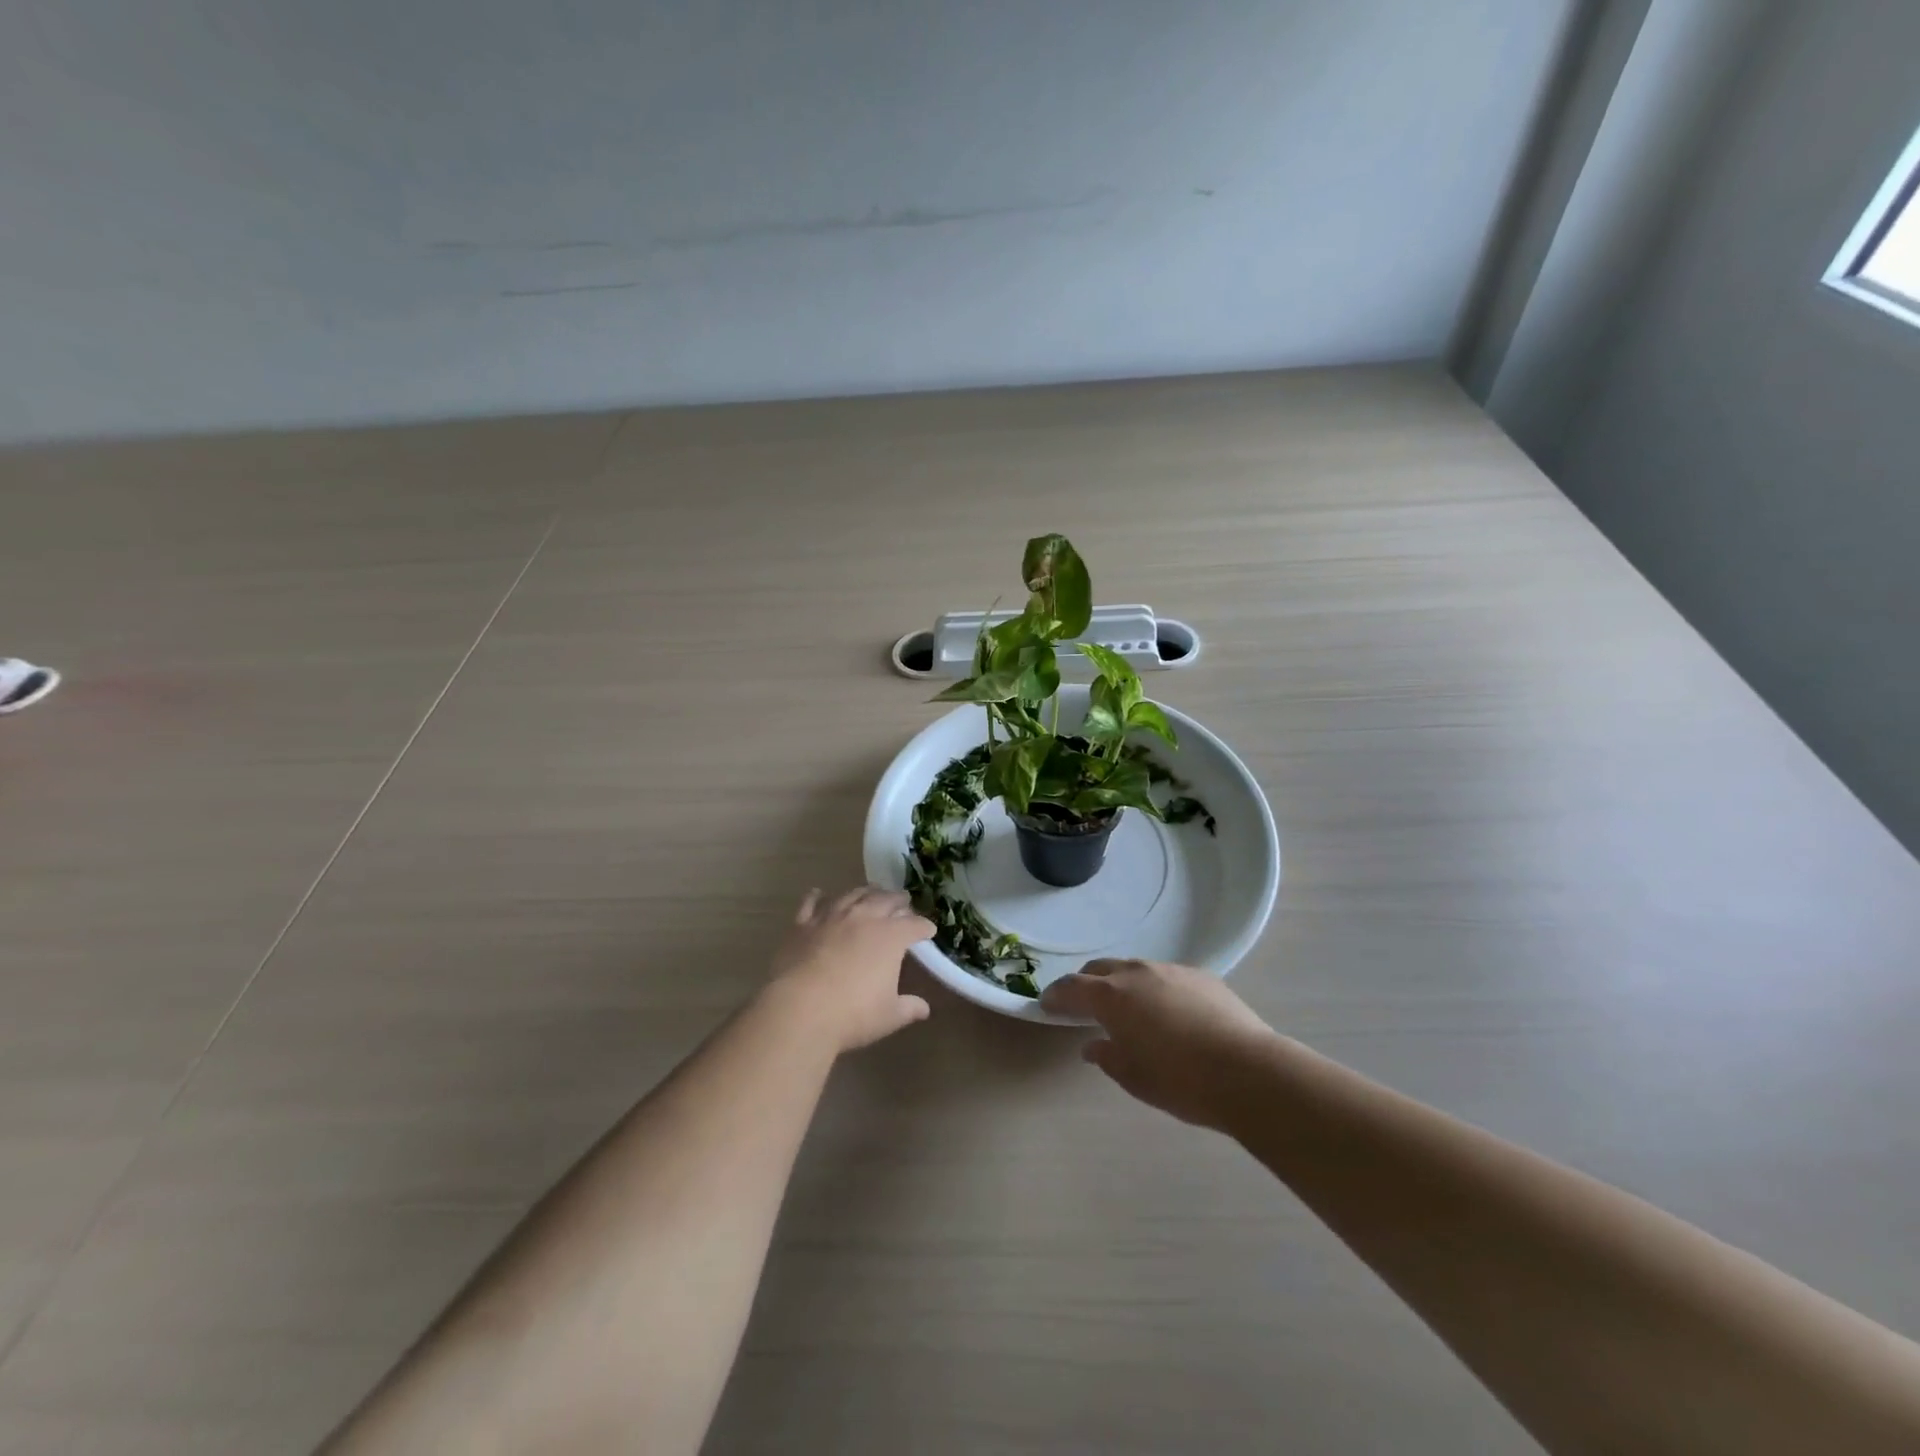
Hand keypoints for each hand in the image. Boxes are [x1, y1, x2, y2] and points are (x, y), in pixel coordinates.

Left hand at [765, 887, 935, 1052]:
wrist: (800, 1010)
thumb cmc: (852, 1015)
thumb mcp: (889, 1016)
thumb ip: (909, 1007)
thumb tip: (924, 1009)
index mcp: (890, 936)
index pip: (914, 925)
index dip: (924, 927)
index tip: (929, 930)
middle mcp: (863, 917)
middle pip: (886, 900)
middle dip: (898, 900)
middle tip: (904, 901)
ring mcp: (831, 917)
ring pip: (853, 894)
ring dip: (866, 892)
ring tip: (872, 891)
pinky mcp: (803, 924)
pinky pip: (811, 903)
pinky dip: (817, 897)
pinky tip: (819, 893)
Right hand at [1041, 959, 1276, 1130]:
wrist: (1248, 1071)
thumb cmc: (1180, 1080)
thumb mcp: (1134, 1077)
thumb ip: (1107, 1056)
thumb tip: (1093, 1045)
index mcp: (1112, 997)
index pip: (1072, 987)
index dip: (1056, 996)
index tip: (1047, 1005)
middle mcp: (1137, 973)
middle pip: (1100, 970)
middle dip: (1087, 985)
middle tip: (1084, 1007)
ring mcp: (1171, 970)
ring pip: (1135, 969)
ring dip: (1123, 985)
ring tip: (1130, 1010)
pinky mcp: (1201, 975)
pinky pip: (1166, 976)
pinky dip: (1155, 989)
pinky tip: (1169, 1013)